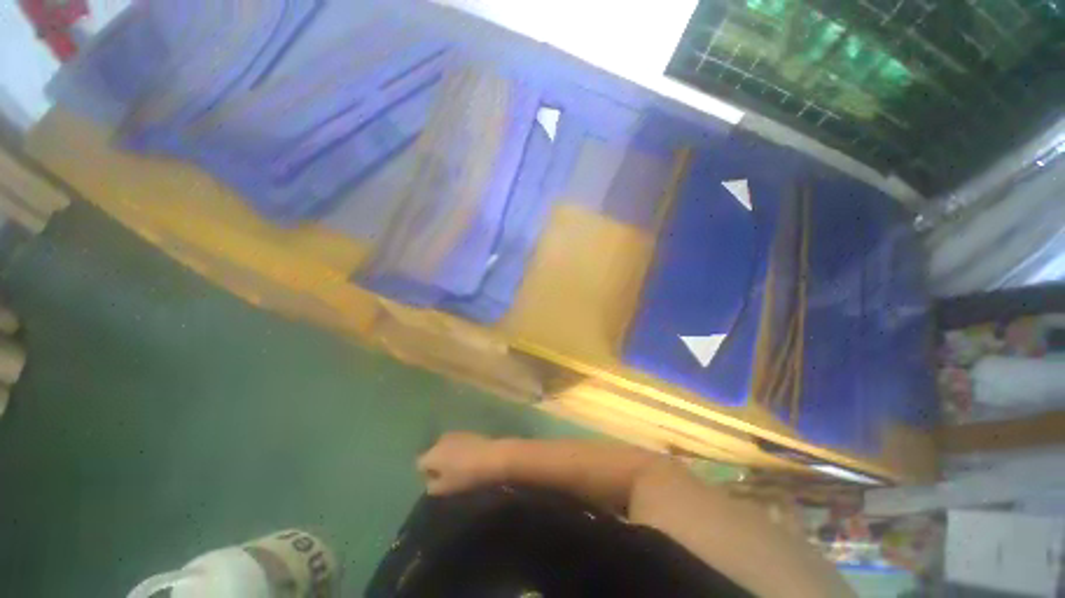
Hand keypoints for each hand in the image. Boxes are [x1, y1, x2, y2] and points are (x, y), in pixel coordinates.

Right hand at [416, 432, 505, 494]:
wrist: (493, 457)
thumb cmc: (466, 475)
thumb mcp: (445, 488)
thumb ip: (432, 486)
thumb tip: (429, 481)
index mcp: (431, 454)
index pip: (420, 464)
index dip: (426, 475)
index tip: (436, 482)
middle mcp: (440, 440)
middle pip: (433, 453)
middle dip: (437, 463)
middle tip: (447, 475)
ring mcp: (455, 434)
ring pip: (446, 447)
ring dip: (449, 455)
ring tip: (459, 467)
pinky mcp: (468, 432)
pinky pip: (458, 443)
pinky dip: (459, 450)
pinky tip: (468, 458)